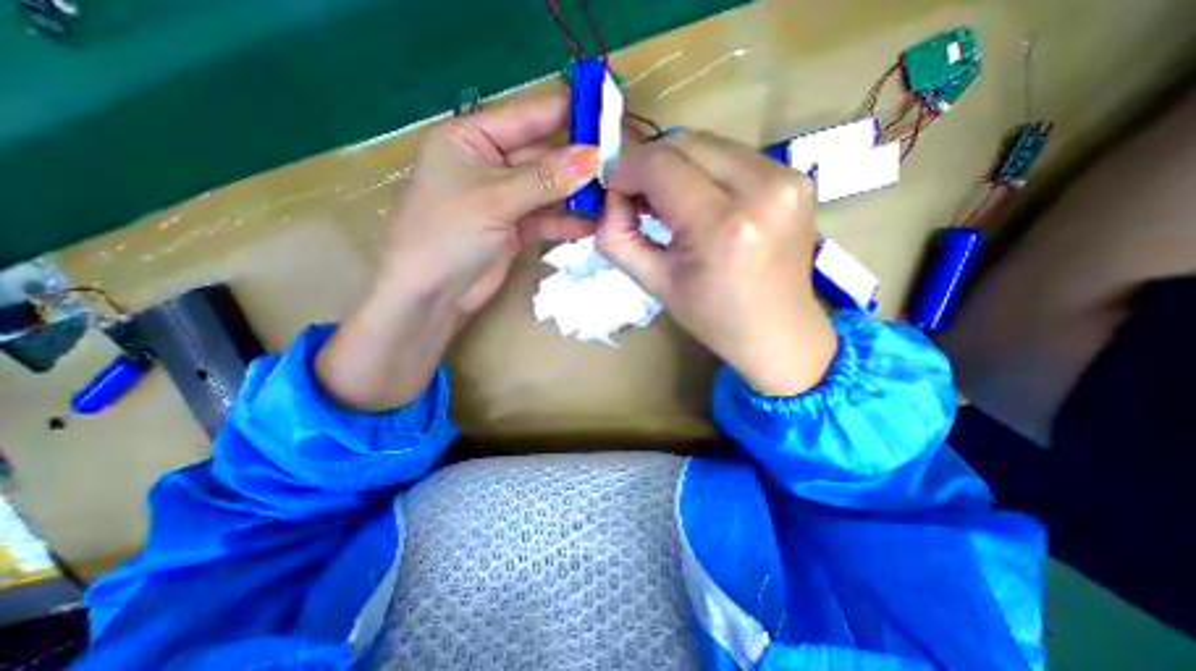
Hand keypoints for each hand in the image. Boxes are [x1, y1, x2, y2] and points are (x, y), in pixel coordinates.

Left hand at [384, 90, 598, 317]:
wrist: (431, 294)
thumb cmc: (447, 233)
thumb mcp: (496, 199)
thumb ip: (546, 178)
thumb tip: (594, 157)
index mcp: (472, 138)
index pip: (528, 117)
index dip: (567, 114)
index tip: (608, 116)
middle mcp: (490, 163)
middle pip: (543, 155)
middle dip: (578, 162)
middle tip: (619, 165)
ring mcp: (505, 198)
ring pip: (548, 189)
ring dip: (577, 195)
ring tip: (613, 197)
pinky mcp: (515, 228)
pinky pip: (546, 218)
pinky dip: (566, 222)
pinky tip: (592, 224)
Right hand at [598, 128, 839, 395]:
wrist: (778, 331)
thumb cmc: (713, 317)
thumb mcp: (654, 283)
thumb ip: (617, 237)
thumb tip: (610, 199)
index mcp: (723, 227)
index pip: (661, 166)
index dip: (627, 170)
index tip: (614, 192)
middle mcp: (763, 189)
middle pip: (685, 143)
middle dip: (649, 163)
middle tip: (637, 197)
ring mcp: (787, 177)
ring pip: (708, 143)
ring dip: (676, 165)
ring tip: (667, 201)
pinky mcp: (797, 176)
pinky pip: (733, 155)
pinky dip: (704, 170)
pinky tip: (699, 200)